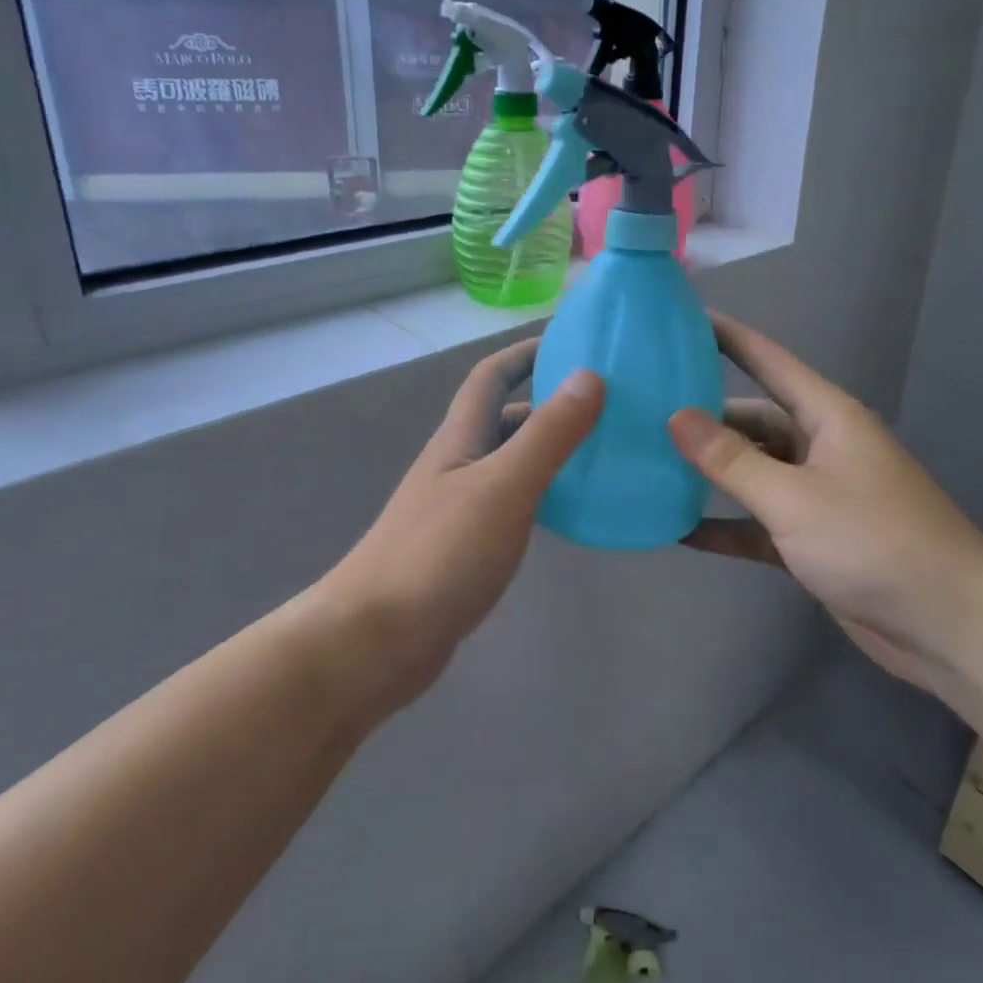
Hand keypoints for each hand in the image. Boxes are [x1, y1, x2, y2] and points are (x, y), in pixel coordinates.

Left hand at [331, 339, 602, 701]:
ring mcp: (458, 508)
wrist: (374, 641)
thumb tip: (590, 374)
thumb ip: (549, 433)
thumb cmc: (439, 554)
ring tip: (603, 453)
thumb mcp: (503, 486)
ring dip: (549, 451)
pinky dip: (543, 495)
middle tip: (608, 405)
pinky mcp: (464, 548)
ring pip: (510, 463)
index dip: (525, 352)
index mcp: (461, 439)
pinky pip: (511, 504)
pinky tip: (571, 511)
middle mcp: (457, 464)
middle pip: (505, 419)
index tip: (572, 341)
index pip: (490, 376)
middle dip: (549, 403)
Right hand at [667, 314, 982, 692]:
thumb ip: (731, 460)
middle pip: (753, 421)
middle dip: (704, 418)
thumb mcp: (793, 496)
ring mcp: (818, 495)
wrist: (949, 625)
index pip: (768, 361)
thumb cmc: (874, 541)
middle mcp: (821, 447)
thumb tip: (675, 416)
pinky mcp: (813, 540)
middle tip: (644, 413)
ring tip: (651, 466)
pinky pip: (758, 523)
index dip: (727, 337)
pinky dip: (726, 526)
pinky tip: (678, 530)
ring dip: (711, 475)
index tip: (681, 319)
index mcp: (827, 417)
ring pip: (753, 472)